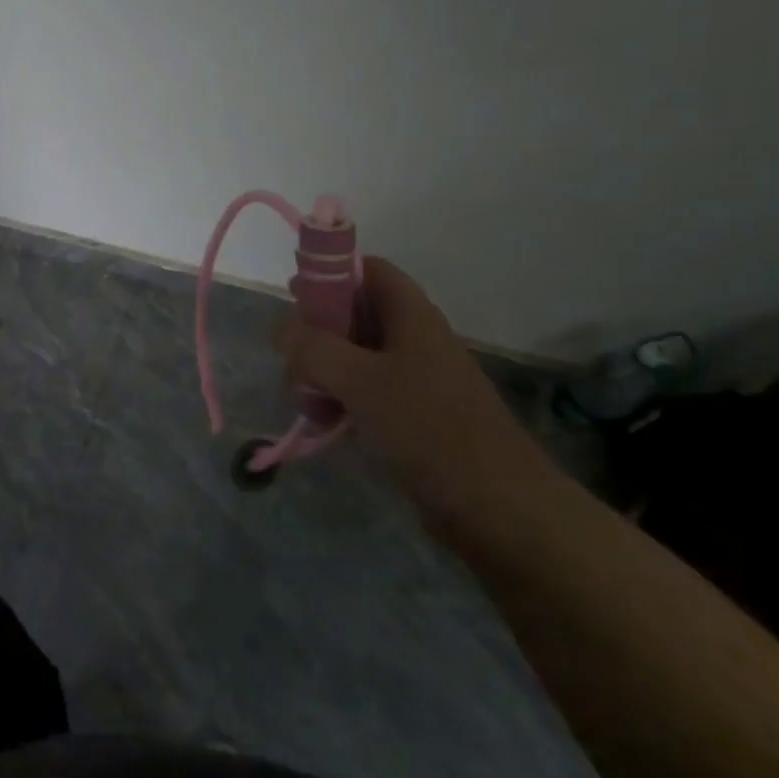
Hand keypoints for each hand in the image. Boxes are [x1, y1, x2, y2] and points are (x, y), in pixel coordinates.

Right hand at [275, 257, 556, 531]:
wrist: (497, 507)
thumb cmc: (429, 428)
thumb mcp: (360, 381)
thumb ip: (313, 348)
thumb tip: (282, 329)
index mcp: (411, 316)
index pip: (369, 270)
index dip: (331, 273)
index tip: (294, 294)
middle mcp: (412, 340)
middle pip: (352, 315)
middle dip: (315, 334)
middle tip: (292, 359)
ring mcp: (411, 379)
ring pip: (351, 357)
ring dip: (320, 373)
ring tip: (306, 403)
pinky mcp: (409, 416)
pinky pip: (361, 392)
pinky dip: (337, 400)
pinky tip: (323, 424)